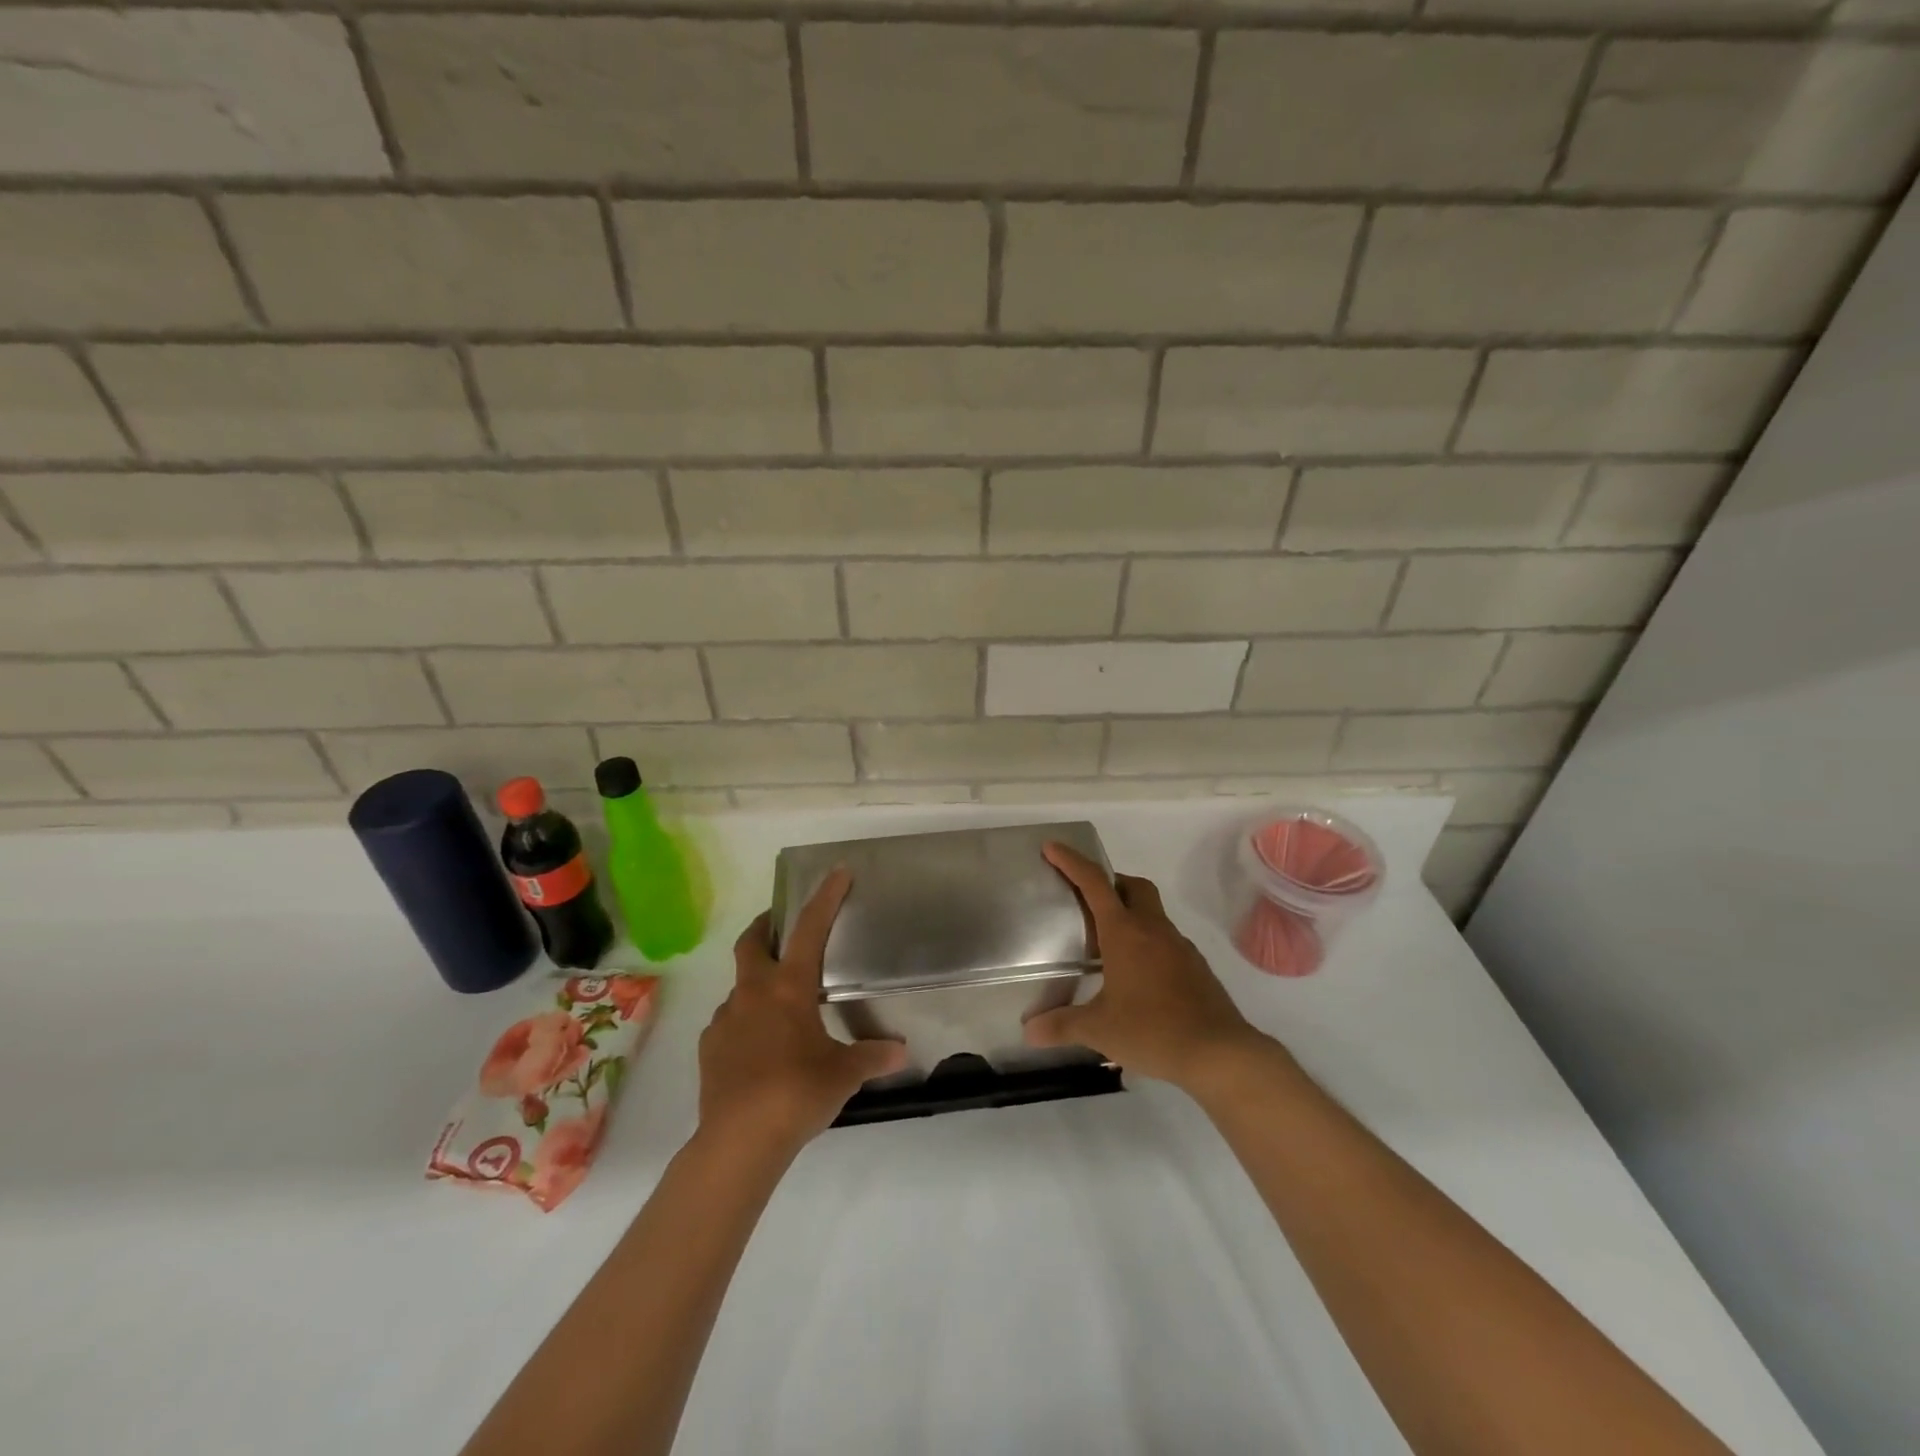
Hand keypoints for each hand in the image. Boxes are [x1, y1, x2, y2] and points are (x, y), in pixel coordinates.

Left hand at [698, 869, 907, 1156]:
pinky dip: (746, 1022)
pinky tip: (760, 1047)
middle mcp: (753, 993)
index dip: (825, 898)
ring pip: (740, 986)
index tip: (837, 872)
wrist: (738, 1141)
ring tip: (781, 1007)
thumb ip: (872, 1056)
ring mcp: (725, 1019)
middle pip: (752, 942)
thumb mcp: (843, 1073)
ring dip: (758, 984)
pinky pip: (730, 1022)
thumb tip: (901, 1052)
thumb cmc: (797, 1092)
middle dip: (765, 926)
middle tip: (780, 926)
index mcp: (789, 987)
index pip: (809, 929)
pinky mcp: (710, 1047)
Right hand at [1024, 842, 1273, 1091]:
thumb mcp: (1099, 1030)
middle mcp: (1153, 929)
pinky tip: (1136, 975)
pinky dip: (1147, 942)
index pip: (1094, 883)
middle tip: (1087, 898)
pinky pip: (1165, 940)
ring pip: (1152, 912)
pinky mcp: (1195, 966)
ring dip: (1129, 914)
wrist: (1219, 1053)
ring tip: (1106, 943)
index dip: (1071, 861)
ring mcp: (1179, 946)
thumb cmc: (1152, 1031)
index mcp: (1125, 933)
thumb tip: (1029, 1031)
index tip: (1052, 847)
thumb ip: (1061, 1025)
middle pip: (1133, 886)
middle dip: (1109, 881)